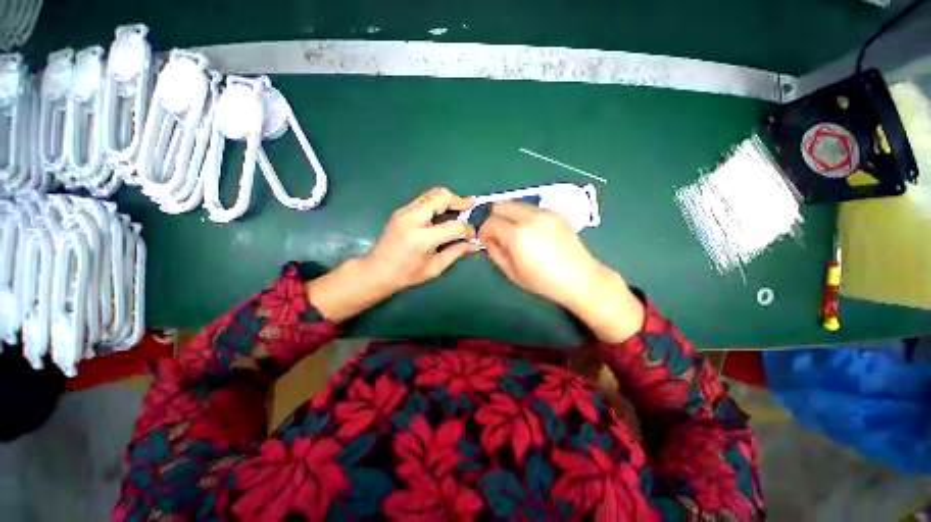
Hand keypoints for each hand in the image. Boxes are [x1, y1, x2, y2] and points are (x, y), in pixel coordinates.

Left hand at [366, 187, 479, 291]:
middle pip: (441, 197)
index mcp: (421, 238)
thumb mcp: (435, 268)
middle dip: (459, 200)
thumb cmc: (406, 274)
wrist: (376, 270)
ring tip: (460, 207)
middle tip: (471, 205)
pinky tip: (443, 212)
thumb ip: (456, 252)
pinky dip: (437, 202)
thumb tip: (475, 244)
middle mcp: (412, 219)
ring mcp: (404, 212)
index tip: (472, 235)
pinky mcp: (401, 210)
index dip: (467, 230)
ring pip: (431, 194)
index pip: (453, 226)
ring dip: (448, 198)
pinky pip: (424, 199)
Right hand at [479, 202, 643, 342]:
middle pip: (501, 205)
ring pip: (516, 204)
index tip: (488, 241)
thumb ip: (495, 252)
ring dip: (509, 216)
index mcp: (518, 235)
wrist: (580, 278)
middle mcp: (530, 217)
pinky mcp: (556, 213)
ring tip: (516, 234)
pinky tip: (533, 233)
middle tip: (499, 234)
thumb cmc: (543, 281)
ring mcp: (545, 213)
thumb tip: (490, 240)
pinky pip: (531, 209)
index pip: (491, 222)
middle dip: (495, 218)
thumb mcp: (511, 272)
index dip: (485, 232)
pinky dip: (524, 216)